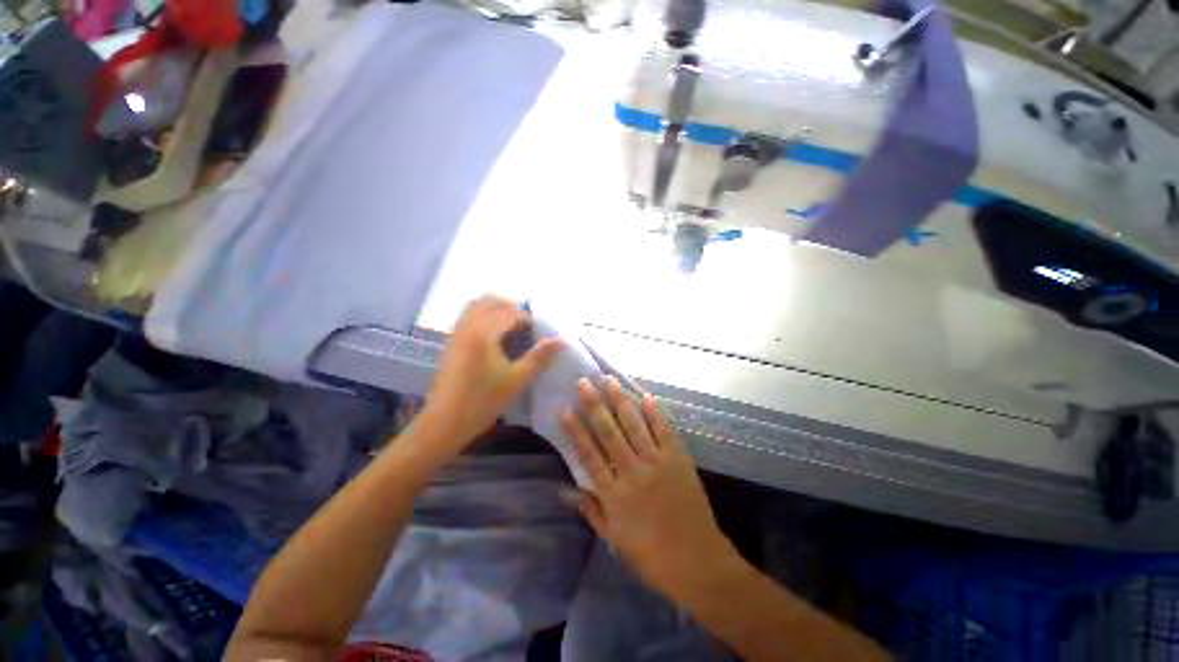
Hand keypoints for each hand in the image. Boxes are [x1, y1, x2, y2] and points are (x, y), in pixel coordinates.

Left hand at [420, 296, 562, 450]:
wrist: (444, 422)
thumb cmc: (482, 401)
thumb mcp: (516, 380)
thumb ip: (539, 357)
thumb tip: (560, 340)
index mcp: (484, 333)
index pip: (510, 312)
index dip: (528, 319)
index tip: (540, 332)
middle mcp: (468, 326)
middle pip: (489, 301)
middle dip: (510, 307)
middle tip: (525, 324)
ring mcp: (456, 334)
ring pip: (475, 307)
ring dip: (495, 310)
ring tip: (511, 329)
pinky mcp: (450, 343)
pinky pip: (467, 318)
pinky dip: (483, 318)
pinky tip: (494, 339)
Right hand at [560, 377, 739, 600]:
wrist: (696, 560)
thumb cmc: (650, 552)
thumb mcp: (613, 537)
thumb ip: (590, 509)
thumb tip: (565, 489)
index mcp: (614, 493)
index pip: (589, 454)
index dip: (576, 431)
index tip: (565, 409)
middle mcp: (632, 472)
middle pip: (609, 432)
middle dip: (594, 405)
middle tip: (584, 383)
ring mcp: (657, 462)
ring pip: (634, 425)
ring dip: (621, 401)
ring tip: (609, 380)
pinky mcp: (678, 459)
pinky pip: (664, 430)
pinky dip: (655, 412)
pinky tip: (646, 396)